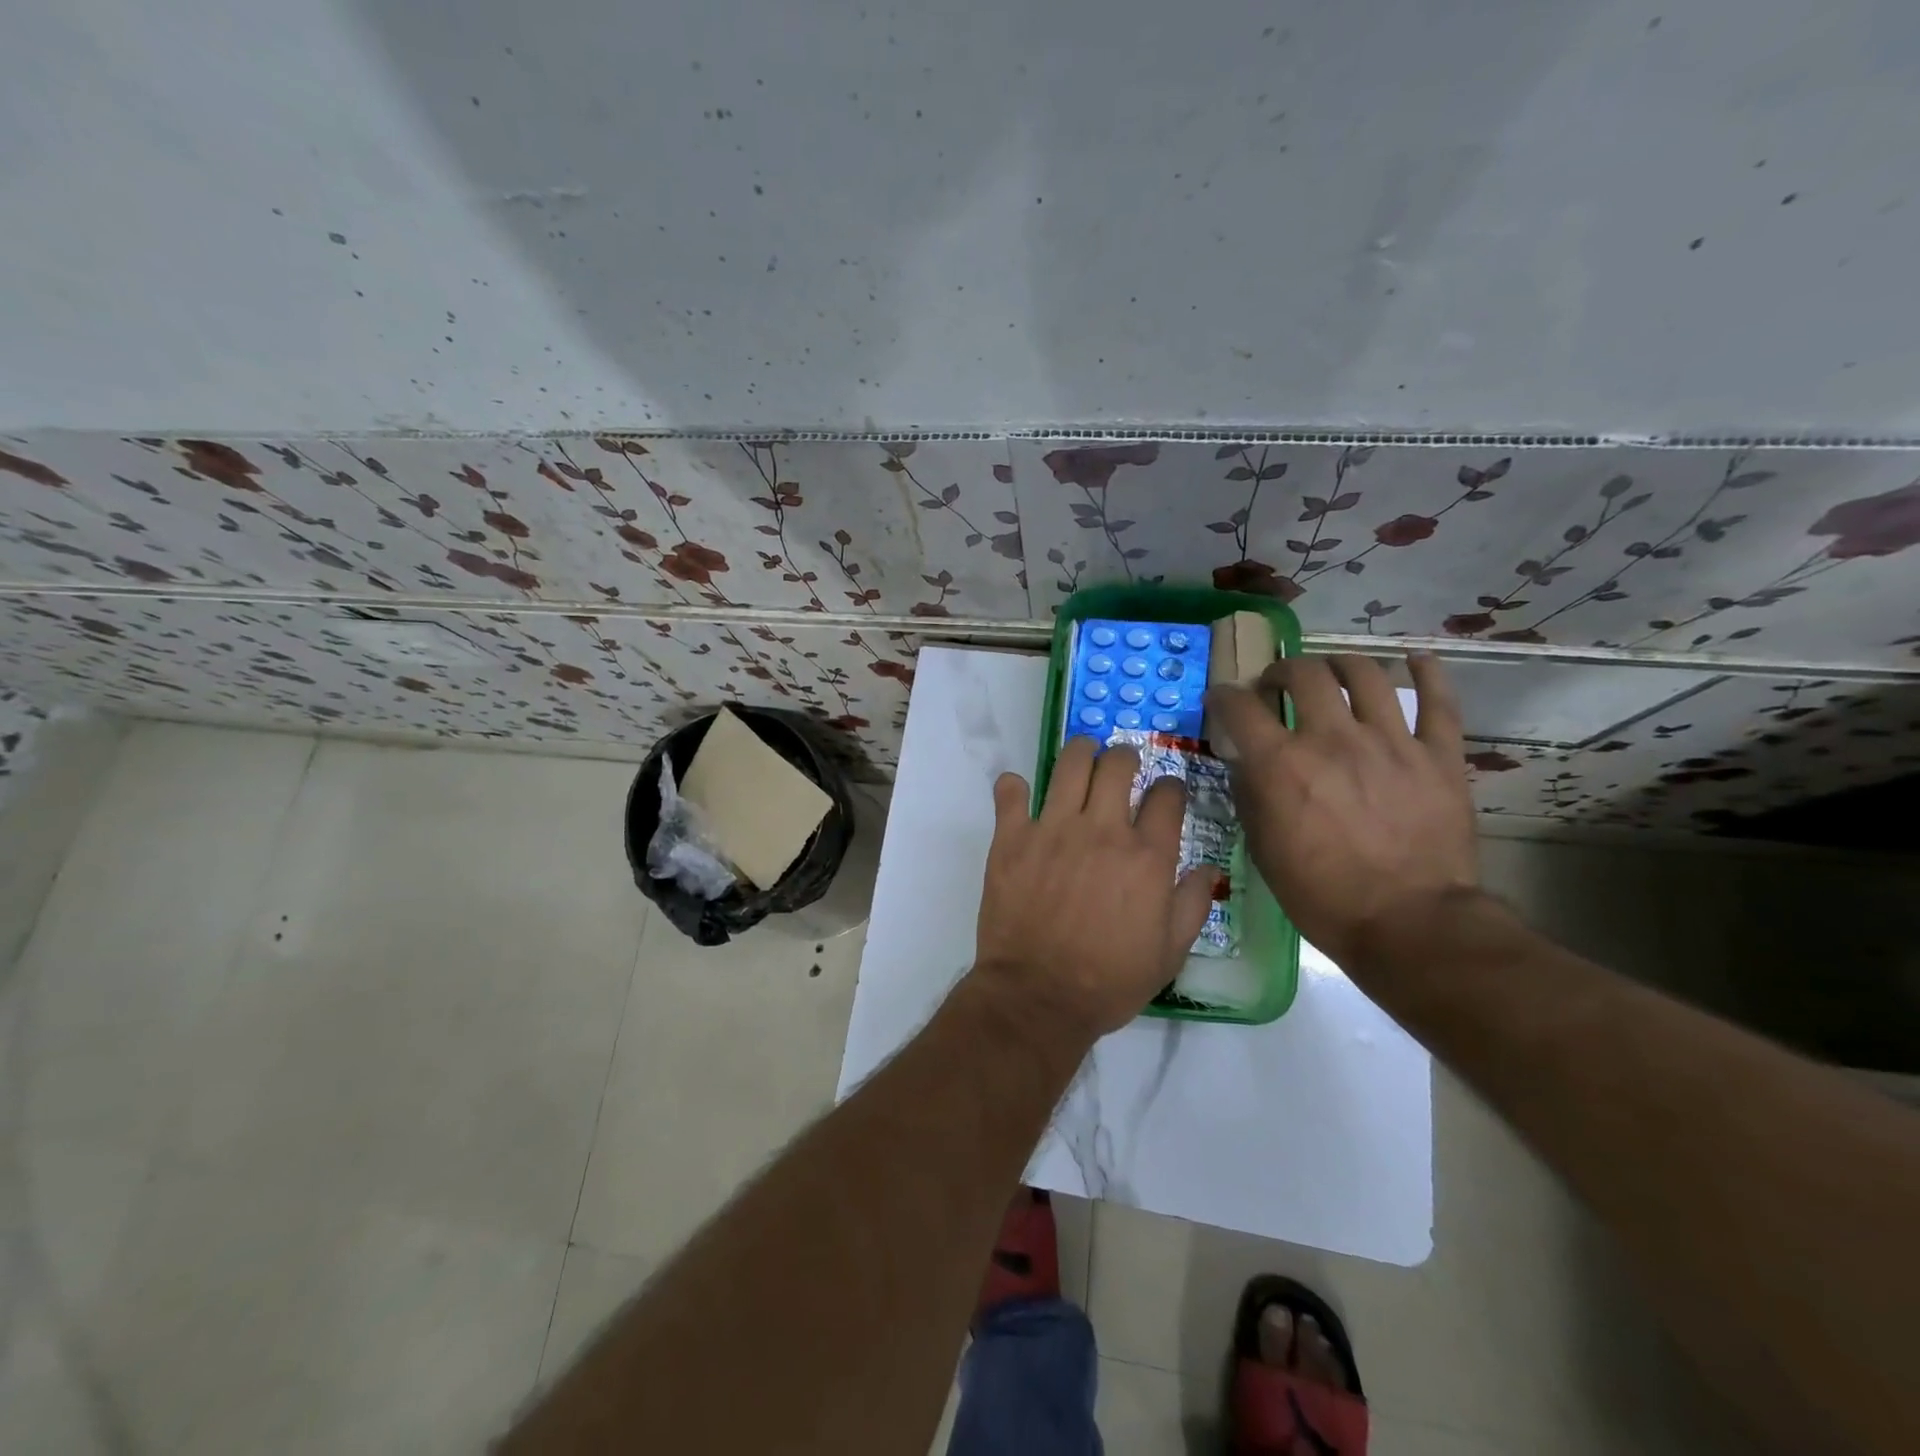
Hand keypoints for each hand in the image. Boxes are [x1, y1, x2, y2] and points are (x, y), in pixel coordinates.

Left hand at [972, 737, 1217, 1040]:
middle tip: (1122, 766)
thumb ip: (1192, 904)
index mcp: (1147, 856)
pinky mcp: (1012, 838)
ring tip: (1082, 759)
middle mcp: (1103, 831)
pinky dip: (1014, 787)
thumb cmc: (1109, 980)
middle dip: (1125, 756)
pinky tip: (1020, 793)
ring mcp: (1053, 830)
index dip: (1171, 787)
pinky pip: (1011, 793)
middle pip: (1118, 765)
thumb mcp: (1170, 953)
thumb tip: (1206, 868)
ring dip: (1080, 753)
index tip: (1166, 792)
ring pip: (1070, 764)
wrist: (1039, 997)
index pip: (1167, 795)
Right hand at [1206, 653, 1477, 970]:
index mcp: (1282, 764)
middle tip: (1278, 686)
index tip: (1223, 700)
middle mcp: (1332, 739)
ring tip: (1334, 674)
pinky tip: (1416, 659)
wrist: (1410, 924)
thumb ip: (1251, 796)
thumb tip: (1246, 764)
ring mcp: (1391, 742)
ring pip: (1366, 675)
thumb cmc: (1322, 895)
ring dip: (1341, 665)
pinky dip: (1428, 673)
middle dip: (1283, 671)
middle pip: (1305, 674)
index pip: (1240, 707)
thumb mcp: (1263, 849)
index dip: (1225, 696)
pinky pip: (1438, 702)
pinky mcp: (1439, 755)